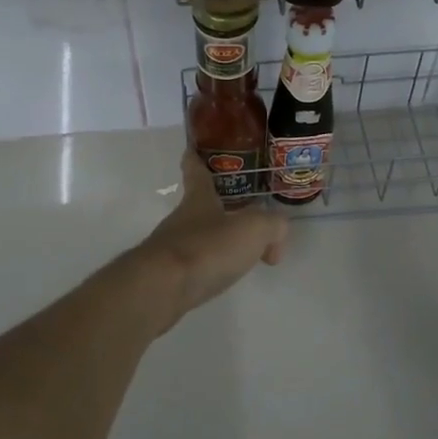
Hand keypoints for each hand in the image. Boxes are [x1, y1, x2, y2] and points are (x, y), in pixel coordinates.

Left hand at [134, 149, 287, 324]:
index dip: (196, 159)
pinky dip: (212, 267)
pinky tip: (225, 276)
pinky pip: (195, 265)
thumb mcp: (253, 229)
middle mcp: (182, 220)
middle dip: (219, 207)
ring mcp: (171, 249)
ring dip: (218, 241)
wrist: (162, 289)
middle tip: (244, 211)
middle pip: (200, 207)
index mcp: (199, 200)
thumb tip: (275, 235)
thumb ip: (272, 225)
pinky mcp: (168, 277)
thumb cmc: (207, 248)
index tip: (192, 149)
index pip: (196, 171)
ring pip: (199, 237)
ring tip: (244, 253)